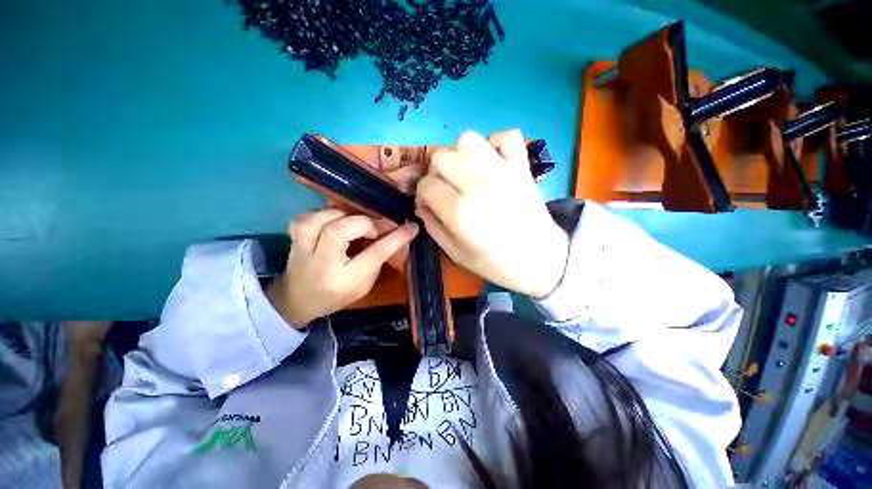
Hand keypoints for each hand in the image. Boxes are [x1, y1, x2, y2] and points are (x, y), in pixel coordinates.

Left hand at [268, 209, 418, 327]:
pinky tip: (333, 220)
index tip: (411, 227)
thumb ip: (377, 260)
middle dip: (365, 224)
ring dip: (343, 216)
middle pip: (339, 232)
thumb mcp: (364, 284)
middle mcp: (321, 263)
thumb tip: (391, 233)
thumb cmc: (337, 295)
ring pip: (320, 220)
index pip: (374, 254)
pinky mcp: (293, 237)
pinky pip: (307, 216)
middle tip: (377, 228)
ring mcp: (302, 249)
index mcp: (344, 280)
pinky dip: (323, 214)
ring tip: (354, 223)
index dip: (395, 238)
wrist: (298, 299)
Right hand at [415, 130, 568, 298]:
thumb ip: (432, 226)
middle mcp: (477, 184)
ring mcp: (502, 171)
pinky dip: (495, 143)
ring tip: (465, 173)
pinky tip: (491, 161)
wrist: (541, 259)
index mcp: (459, 211)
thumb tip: (421, 203)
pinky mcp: (521, 166)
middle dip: (436, 173)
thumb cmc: (496, 263)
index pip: (426, 185)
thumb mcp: (455, 254)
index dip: (423, 193)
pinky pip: (506, 136)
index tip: (429, 202)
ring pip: (466, 140)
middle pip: (440, 157)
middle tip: (445, 188)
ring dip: (459, 154)